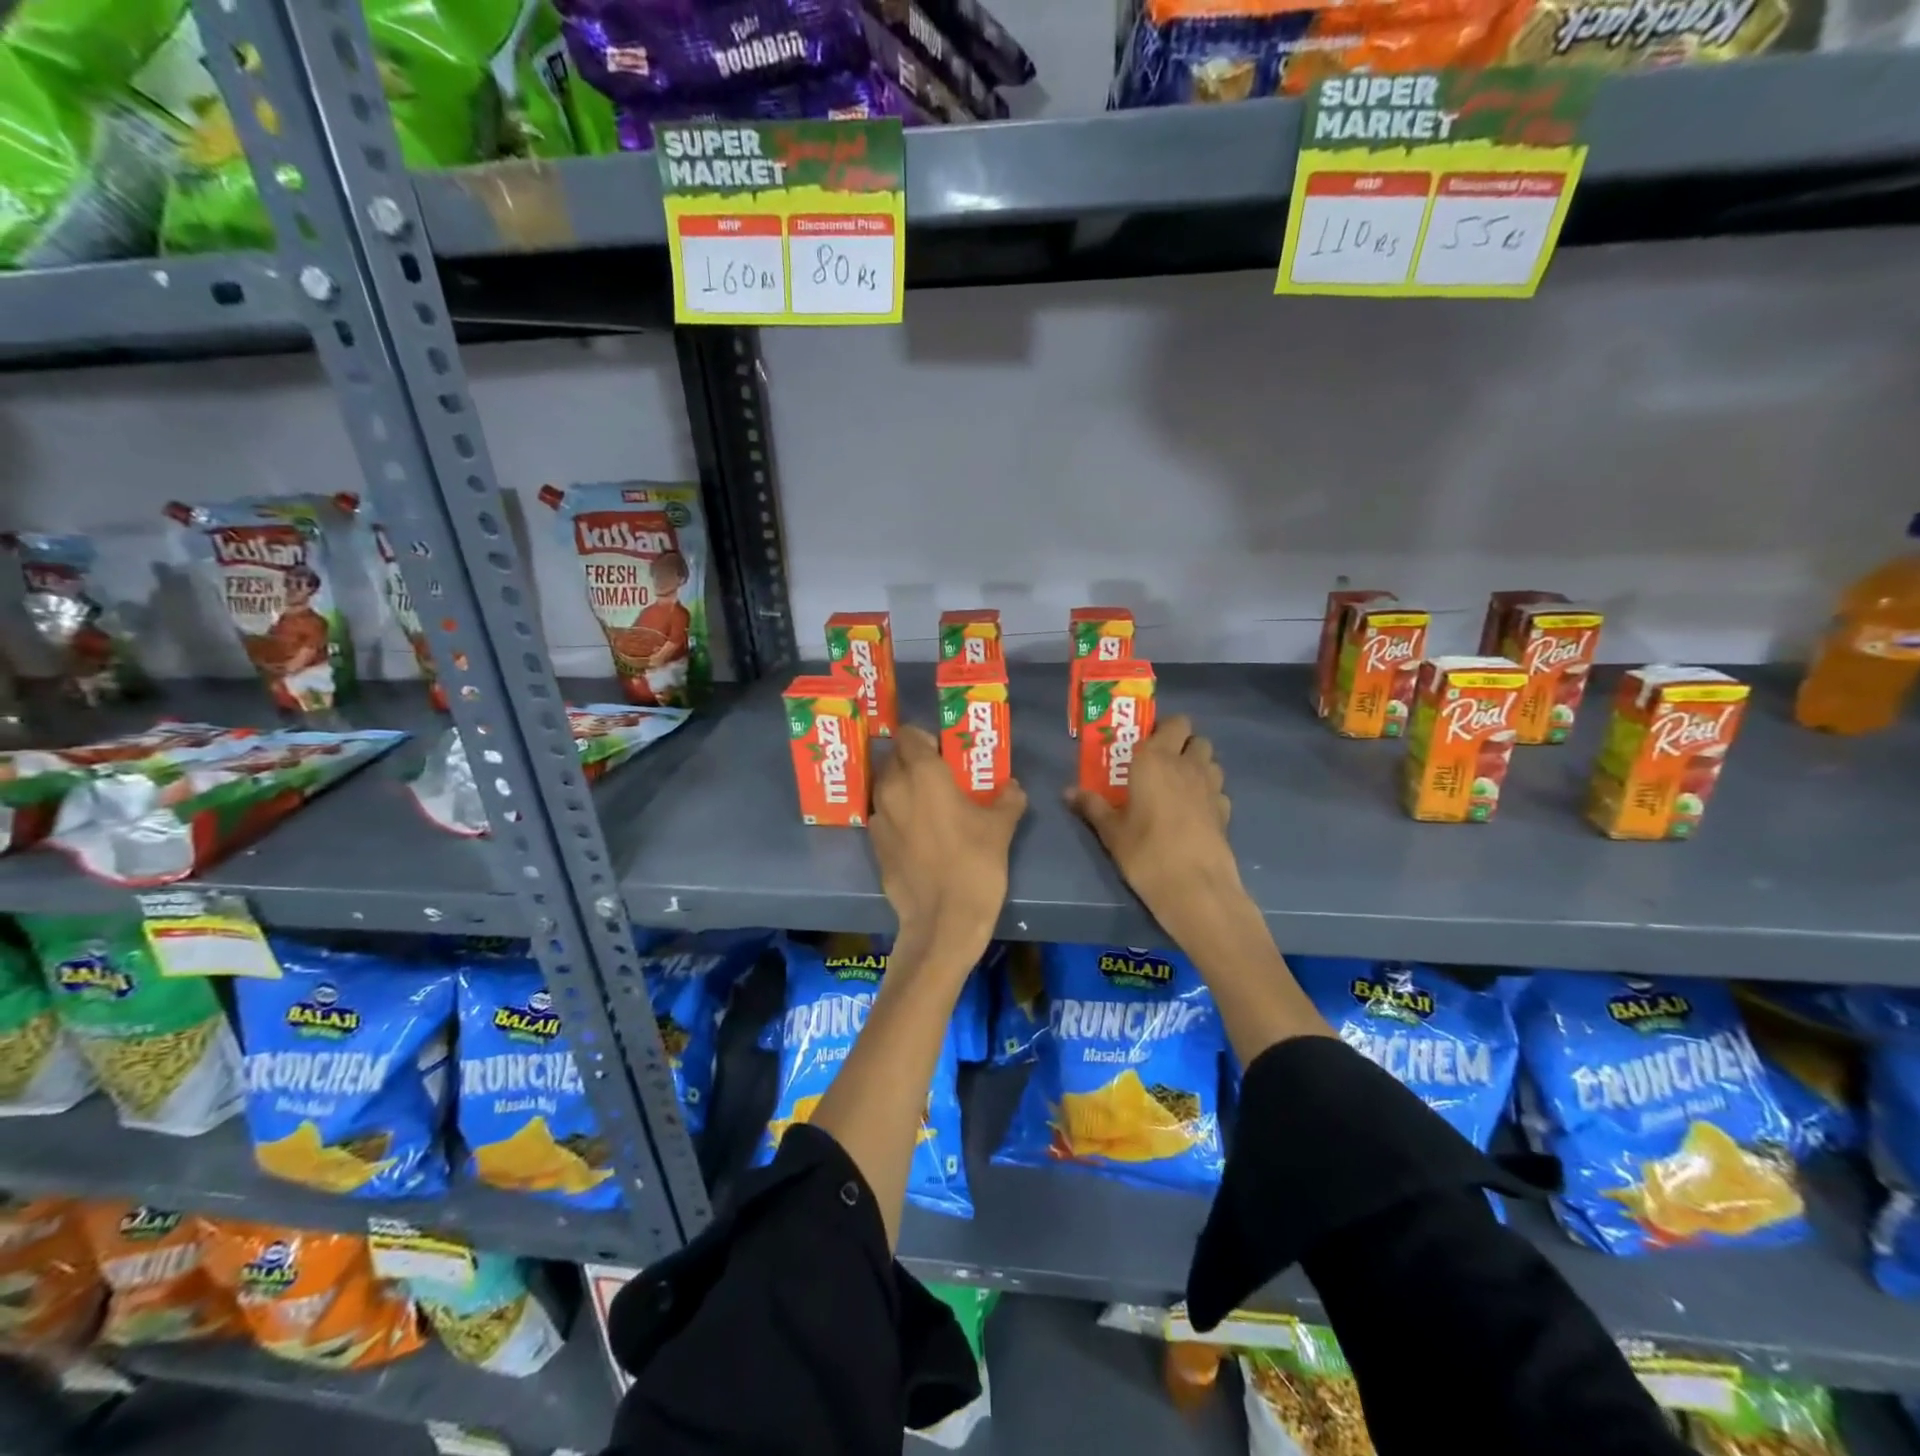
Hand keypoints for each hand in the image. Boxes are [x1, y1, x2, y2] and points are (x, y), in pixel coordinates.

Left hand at [869, 725, 1025, 961]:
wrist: (943, 921)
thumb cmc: (975, 864)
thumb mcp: (1001, 828)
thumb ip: (1008, 799)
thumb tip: (1012, 788)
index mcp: (922, 773)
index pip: (909, 735)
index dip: (924, 739)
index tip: (943, 753)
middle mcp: (893, 788)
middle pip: (893, 759)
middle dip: (911, 761)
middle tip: (937, 776)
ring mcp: (878, 818)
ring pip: (884, 788)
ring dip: (901, 788)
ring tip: (926, 804)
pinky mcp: (874, 846)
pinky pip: (882, 817)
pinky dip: (895, 816)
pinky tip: (916, 834)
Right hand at [1065, 715, 1242, 941]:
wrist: (1195, 887)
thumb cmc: (1145, 852)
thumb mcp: (1111, 831)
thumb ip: (1092, 806)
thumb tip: (1068, 791)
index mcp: (1156, 759)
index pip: (1172, 723)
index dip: (1160, 729)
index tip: (1143, 745)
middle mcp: (1187, 764)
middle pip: (1195, 737)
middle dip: (1181, 743)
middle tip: (1159, 764)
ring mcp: (1211, 787)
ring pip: (1210, 760)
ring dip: (1197, 765)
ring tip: (1177, 785)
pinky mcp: (1225, 811)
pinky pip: (1218, 789)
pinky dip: (1207, 792)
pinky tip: (1193, 811)